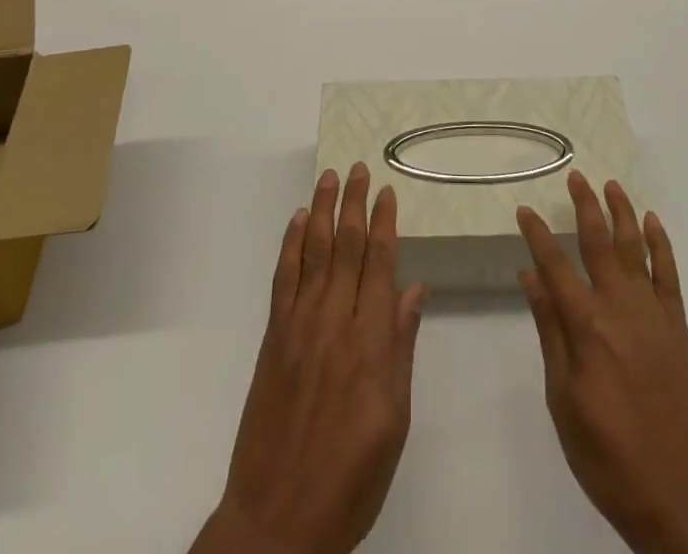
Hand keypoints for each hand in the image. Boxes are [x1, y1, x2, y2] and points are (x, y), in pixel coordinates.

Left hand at [191, 163, 426, 553]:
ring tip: (329, 177)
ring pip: (315, 253)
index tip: (388, 191)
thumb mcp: (394, 422)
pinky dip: (291, 245)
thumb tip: (414, 290)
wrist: (278, 520)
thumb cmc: (351, 478)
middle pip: (348, 249)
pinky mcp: (273, 338)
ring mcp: (299, 326)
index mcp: (371, 343)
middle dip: (355, 204)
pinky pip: (283, 280)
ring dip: (324, 212)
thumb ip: (401, 349)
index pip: (380, 266)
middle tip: (359, 168)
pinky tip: (298, 222)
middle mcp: (335, 322)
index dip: (385, 224)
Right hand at [518, 173, 687, 553]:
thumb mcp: (564, 401)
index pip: (555, 266)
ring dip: (622, 213)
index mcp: (587, 327)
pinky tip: (652, 223)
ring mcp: (654, 315)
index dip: (537, 236)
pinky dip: (661, 245)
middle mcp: (620, 308)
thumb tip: (531, 278)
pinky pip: (669, 275)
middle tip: (575, 176)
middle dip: (584, 206)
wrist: (682, 500)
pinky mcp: (679, 328)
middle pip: (598, 243)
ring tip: (611, 185)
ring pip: (635, 249)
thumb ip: (551, 333)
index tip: (525, 209)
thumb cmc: (610, 457)